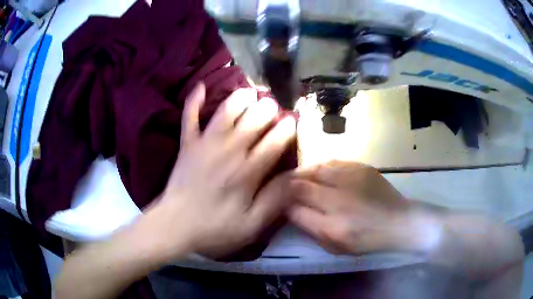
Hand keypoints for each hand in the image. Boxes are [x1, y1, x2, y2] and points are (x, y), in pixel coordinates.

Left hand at [147, 83, 295, 259]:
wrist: (174, 226)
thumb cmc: (214, 229)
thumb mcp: (251, 226)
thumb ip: (274, 200)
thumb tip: (293, 176)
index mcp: (246, 173)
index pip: (273, 142)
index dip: (287, 129)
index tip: (293, 121)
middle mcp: (228, 151)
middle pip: (252, 121)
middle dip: (267, 109)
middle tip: (273, 107)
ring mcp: (204, 144)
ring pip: (225, 112)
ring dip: (239, 98)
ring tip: (250, 92)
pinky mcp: (187, 144)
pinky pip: (189, 117)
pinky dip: (193, 100)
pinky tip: (200, 85)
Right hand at [288, 161, 439, 254]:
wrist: (398, 221)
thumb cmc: (366, 239)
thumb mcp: (334, 245)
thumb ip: (309, 227)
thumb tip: (289, 209)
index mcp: (332, 225)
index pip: (293, 207)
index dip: (280, 202)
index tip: (276, 201)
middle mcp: (339, 199)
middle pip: (300, 184)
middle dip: (285, 184)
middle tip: (280, 185)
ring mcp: (351, 179)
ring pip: (314, 169)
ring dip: (301, 173)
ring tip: (296, 176)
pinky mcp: (361, 167)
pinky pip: (331, 162)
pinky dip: (319, 167)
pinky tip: (318, 172)